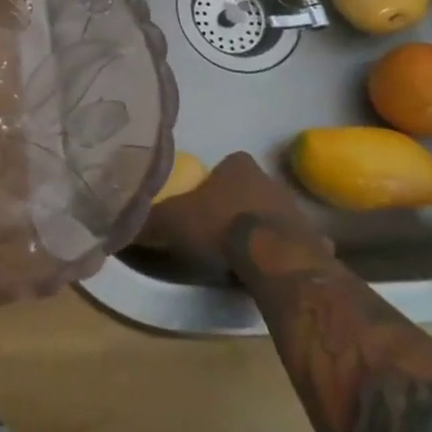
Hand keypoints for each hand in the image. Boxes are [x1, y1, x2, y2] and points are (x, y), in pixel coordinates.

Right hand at [136, 151, 333, 286]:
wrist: (274, 258)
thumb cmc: (221, 226)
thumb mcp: (171, 221)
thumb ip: (146, 219)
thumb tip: (115, 223)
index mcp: (238, 167)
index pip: (227, 164)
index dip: (214, 180)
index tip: (203, 200)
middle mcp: (271, 181)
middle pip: (251, 188)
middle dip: (237, 203)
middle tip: (218, 226)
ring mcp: (297, 211)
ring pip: (274, 214)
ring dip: (262, 227)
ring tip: (242, 251)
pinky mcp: (315, 242)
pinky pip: (298, 244)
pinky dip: (289, 253)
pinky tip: (276, 268)